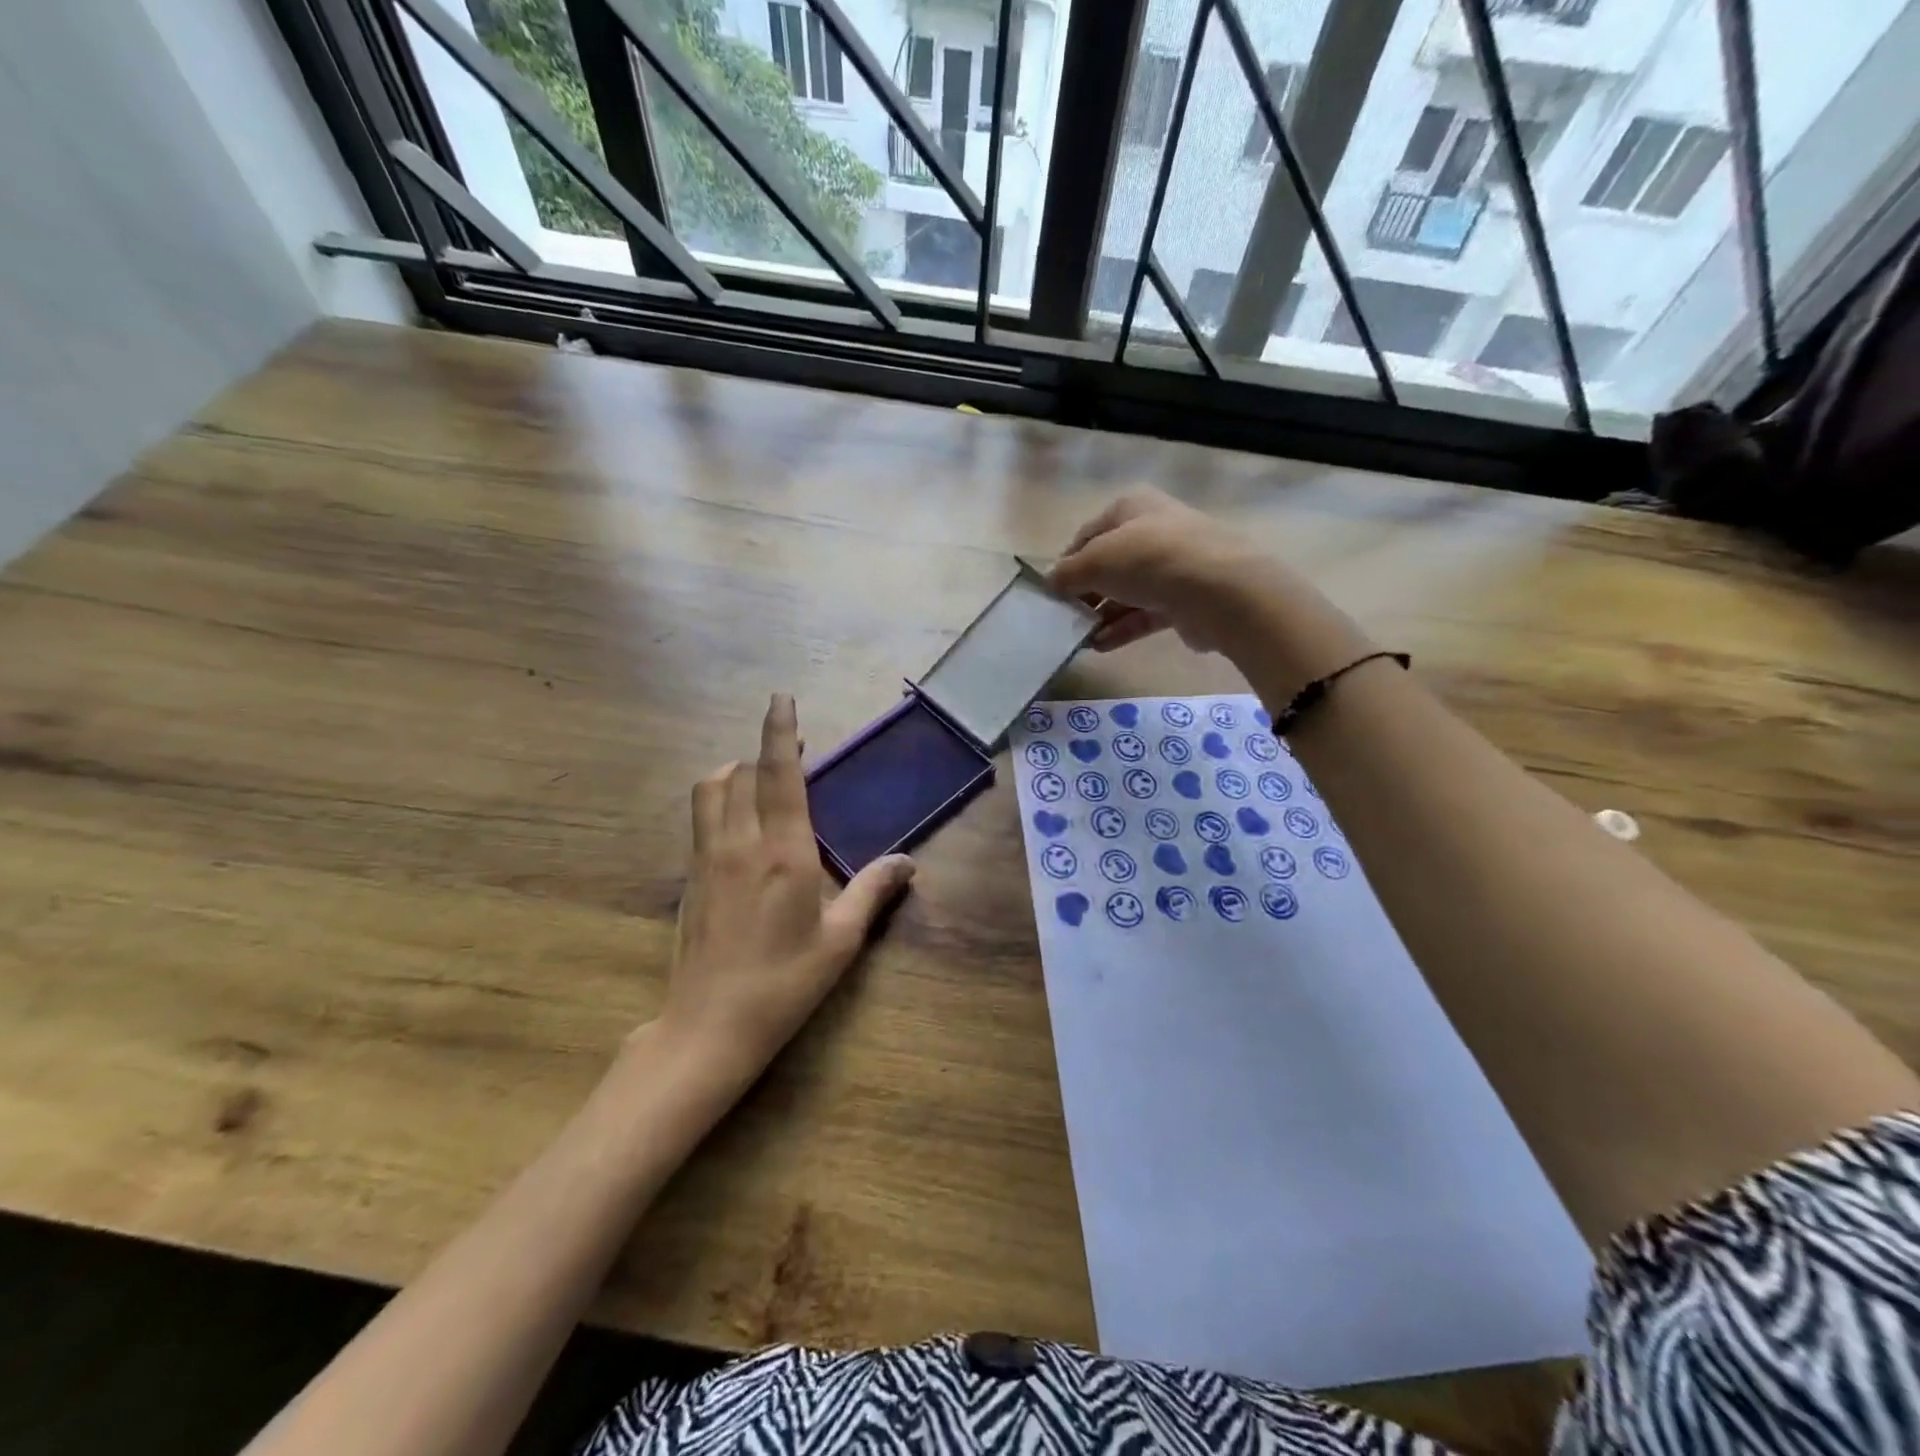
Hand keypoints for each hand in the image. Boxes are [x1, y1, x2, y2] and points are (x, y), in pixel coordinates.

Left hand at [659, 693, 913, 1078]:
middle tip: (791, 750)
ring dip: (732, 774)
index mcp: (783, 852)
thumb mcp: (841, 940)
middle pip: (738, 774)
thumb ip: (873, 891)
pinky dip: (718, 803)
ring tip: (757, 780)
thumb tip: (908, 861)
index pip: (779, 775)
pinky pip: (700, 821)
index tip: (782, 700)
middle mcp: (739, 844)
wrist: (708, 1028)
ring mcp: (706, 860)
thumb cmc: (784, 983)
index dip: (781, 733)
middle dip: (762, 752)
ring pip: (709, 792)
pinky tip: (737, 829)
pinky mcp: (689, 880)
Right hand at [1049, 488, 1277, 652]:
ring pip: (1128, 591)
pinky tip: (1099, 646)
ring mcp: (1174, 566)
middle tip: (1064, 617)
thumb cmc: (1148, 560)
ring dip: (1102, 615)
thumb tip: (1050, 582)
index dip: (1066, 561)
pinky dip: (1122, 628)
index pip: (1088, 534)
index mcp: (1132, 507)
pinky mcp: (1186, 599)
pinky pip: (1145, 614)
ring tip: (1078, 638)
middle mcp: (1154, 530)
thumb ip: (1066, 573)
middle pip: (1109, 564)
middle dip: (1085, 592)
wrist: (1218, 590)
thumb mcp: (1094, 561)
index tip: (1050, 590)